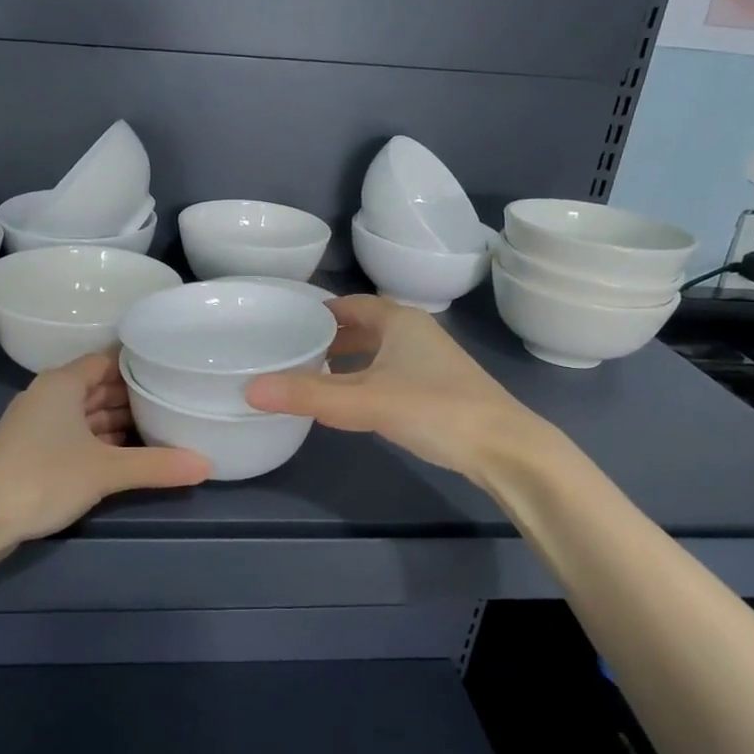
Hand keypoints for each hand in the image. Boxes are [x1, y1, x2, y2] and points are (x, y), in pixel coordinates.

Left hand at [0, 352, 209, 557]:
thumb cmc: (42, 477)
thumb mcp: (106, 470)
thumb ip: (156, 465)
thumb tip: (207, 465)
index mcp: (62, 384)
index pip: (107, 360)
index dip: (138, 364)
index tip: (171, 369)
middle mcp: (49, 396)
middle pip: (98, 387)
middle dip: (133, 395)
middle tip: (175, 400)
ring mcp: (37, 425)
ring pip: (86, 414)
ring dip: (118, 421)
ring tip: (160, 427)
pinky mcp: (33, 452)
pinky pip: (75, 435)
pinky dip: (100, 441)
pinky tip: (126, 454)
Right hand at [243, 294, 566, 486]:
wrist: (505, 449)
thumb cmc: (434, 409)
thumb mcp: (364, 401)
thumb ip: (308, 395)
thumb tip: (249, 389)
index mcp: (399, 320)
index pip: (348, 304)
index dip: (316, 312)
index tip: (283, 324)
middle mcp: (415, 332)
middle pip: (362, 326)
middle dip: (327, 338)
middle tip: (289, 353)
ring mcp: (429, 361)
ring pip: (376, 351)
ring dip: (346, 360)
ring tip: (310, 376)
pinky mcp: (436, 389)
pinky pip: (388, 372)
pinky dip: (364, 378)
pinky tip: (349, 402)